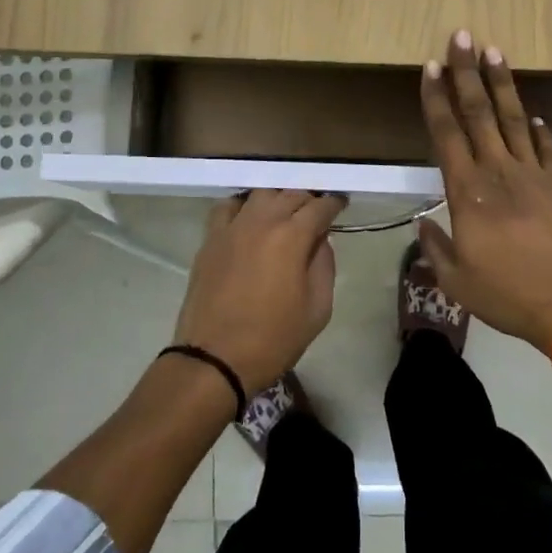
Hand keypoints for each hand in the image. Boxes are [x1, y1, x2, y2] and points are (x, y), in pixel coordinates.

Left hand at [171, 189, 346, 394]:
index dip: (334, 203)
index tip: (341, 204)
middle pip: (290, 193)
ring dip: (278, 197)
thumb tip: (320, 240)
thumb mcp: (318, 309)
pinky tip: (250, 216)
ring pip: (259, 193)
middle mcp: (261, 222)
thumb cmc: (273, 339)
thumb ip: (324, 266)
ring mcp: (231, 228)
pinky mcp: (210, 239)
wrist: (215, 359)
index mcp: (292, 237)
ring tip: (285, 211)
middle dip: (308, 198)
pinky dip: (243, 205)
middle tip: (317, 210)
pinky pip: (227, 207)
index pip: (319, 206)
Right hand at [417, 31, 551, 347]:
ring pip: (514, 119)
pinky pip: (547, 147)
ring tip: (495, 53)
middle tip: (463, 36)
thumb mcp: (456, 280)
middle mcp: (499, 172)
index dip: (436, 98)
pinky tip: (534, 115)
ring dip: (503, 84)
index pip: (446, 133)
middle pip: (480, 112)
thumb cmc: (507, 294)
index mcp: (468, 192)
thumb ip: (434, 247)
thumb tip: (422, 223)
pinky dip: (539, 129)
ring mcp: (534, 174)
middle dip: (467, 72)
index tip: (430, 67)